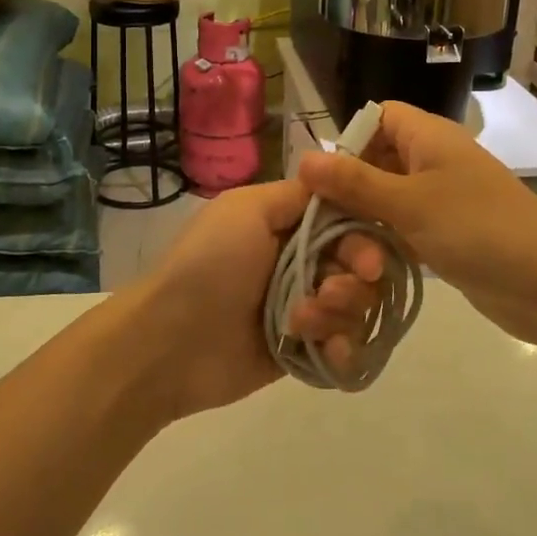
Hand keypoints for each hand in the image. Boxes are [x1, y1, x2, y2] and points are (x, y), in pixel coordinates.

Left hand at [109, 180, 385, 420]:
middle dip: (355, 283)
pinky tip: (327, 353)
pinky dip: (343, 353)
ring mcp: (304, 310)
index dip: (366, 241)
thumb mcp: (246, 209)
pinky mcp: (302, 352)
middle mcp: (302, 263)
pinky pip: (344, 352)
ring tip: (302, 324)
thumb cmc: (209, 264)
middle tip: (329, 293)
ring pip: (357, 310)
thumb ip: (299, 194)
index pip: (350, 225)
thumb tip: (338, 182)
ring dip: (342, 316)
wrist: (170, 340)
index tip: (366, 262)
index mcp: (290, 226)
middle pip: (362, 270)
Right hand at [297, 102, 536, 347]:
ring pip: (388, 196)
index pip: (377, 117)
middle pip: (377, 158)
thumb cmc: (477, 230)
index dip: (348, 140)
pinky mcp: (447, 233)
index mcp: (429, 137)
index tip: (322, 180)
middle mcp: (434, 160)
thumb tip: (303, 158)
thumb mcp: (409, 203)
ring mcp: (443, 198)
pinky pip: (404, 226)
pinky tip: (365, 263)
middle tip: (320, 221)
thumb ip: (354, 182)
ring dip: (364, 219)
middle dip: (349, 186)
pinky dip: (385, 240)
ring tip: (338, 248)